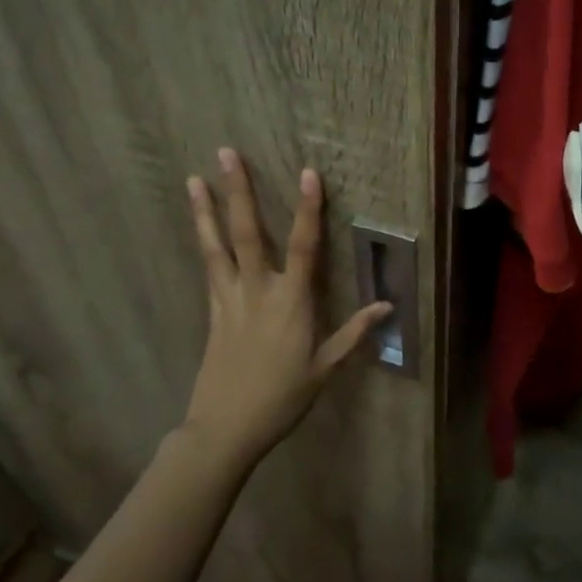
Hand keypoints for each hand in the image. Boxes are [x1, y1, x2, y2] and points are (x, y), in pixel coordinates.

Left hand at [181, 149, 391, 468]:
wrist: (225, 428)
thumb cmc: (282, 398)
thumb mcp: (325, 368)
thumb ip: (354, 333)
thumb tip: (387, 306)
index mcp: (291, 302)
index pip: (305, 246)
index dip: (309, 209)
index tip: (308, 173)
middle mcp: (257, 290)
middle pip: (248, 232)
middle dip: (239, 191)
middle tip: (225, 153)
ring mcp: (229, 299)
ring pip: (217, 246)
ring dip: (206, 210)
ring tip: (194, 179)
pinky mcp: (212, 311)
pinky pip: (209, 267)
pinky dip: (204, 241)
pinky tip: (200, 226)